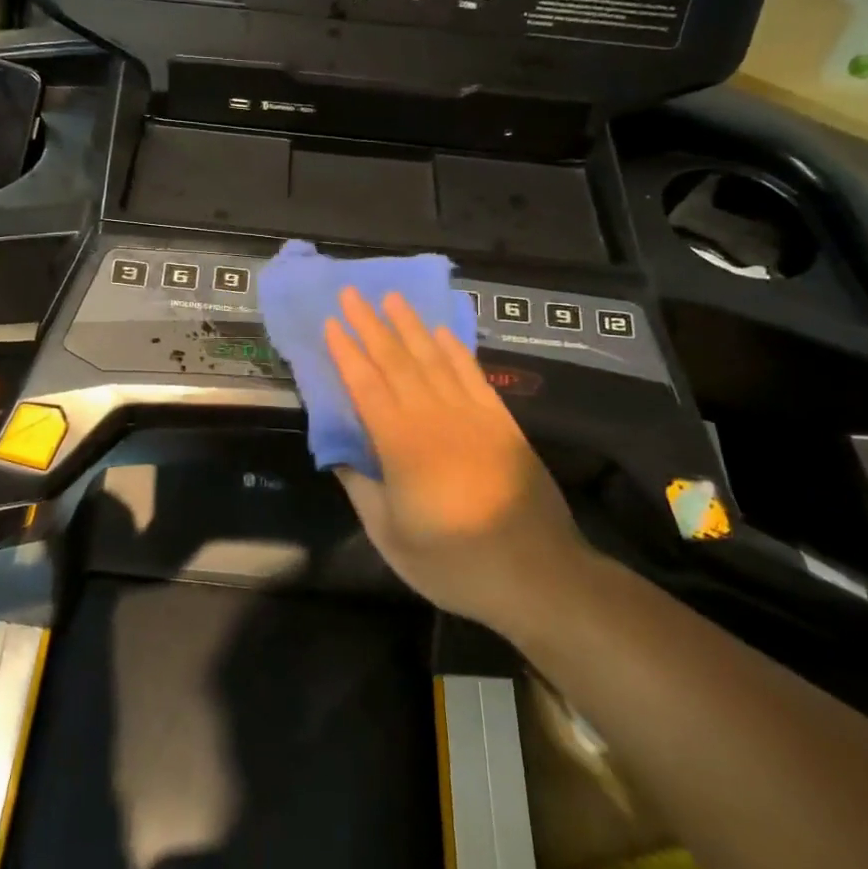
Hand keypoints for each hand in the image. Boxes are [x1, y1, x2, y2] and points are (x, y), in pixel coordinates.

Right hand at [325, 288, 587, 634]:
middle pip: (397, 361)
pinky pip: (472, 374)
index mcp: (401, 444)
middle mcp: (434, 417)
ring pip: (434, 359)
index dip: (346, 352)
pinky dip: (454, 349)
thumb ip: (361, 489)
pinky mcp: (500, 422)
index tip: (330, 323)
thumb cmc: (453, 562)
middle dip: (371, 325)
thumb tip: (340, 455)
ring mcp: (471, 416)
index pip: (366, 385)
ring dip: (410, 326)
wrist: (537, 574)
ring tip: (392, 298)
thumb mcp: (390, 536)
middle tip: (352, 294)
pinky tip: (441, 333)